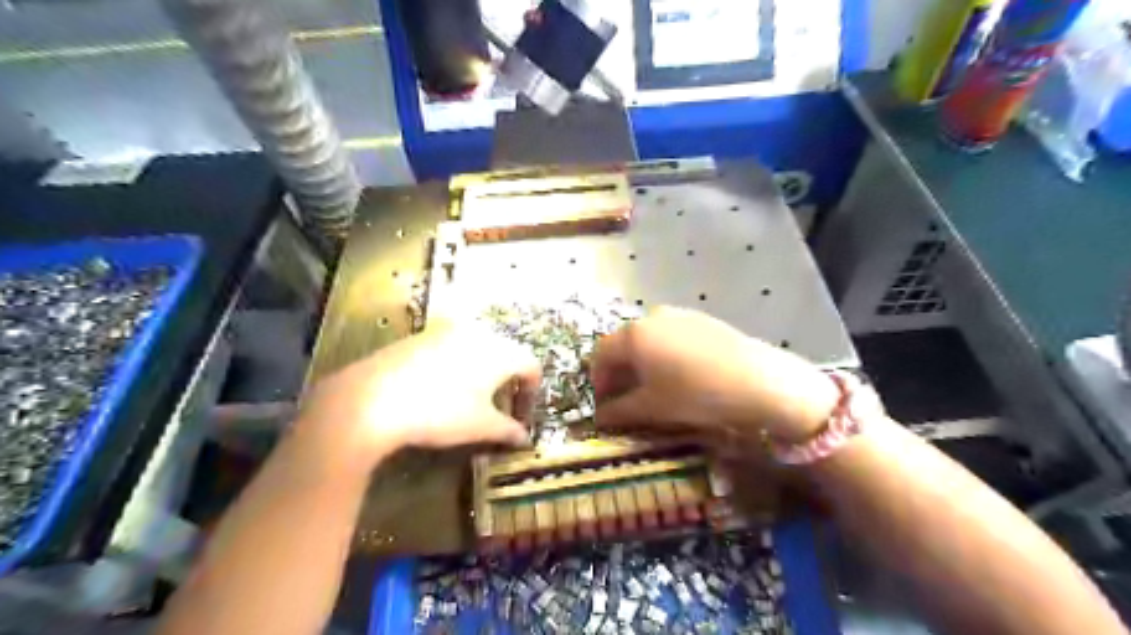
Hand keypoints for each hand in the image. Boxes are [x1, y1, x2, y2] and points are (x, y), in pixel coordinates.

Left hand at [295, 325, 542, 469]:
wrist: (372, 400)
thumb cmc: (439, 412)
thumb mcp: (480, 426)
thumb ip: (508, 430)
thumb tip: (524, 438)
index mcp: (500, 351)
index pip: (531, 366)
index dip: (531, 393)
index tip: (521, 417)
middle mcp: (478, 333)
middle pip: (506, 354)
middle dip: (507, 382)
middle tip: (498, 409)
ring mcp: (446, 331)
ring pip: (477, 349)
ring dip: (482, 373)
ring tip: (470, 400)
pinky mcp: (420, 336)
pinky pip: (451, 348)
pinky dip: (456, 367)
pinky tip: (439, 390)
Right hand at [592, 307, 837, 445]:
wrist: (758, 382)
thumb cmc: (695, 394)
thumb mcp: (653, 407)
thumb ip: (620, 411)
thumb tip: (600, 416)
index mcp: (633, 335)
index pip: (601, 354)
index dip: (598, 381)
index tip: (603, 405)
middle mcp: (651, 317)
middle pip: (623, 344)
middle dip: (619, 373)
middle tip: (625, 400)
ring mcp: (679, 315)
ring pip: (648, 340)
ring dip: (642, 364)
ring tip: (653, 390)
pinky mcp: (702, 320)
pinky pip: (670, 337)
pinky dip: (663, 355)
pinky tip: (679, 376)